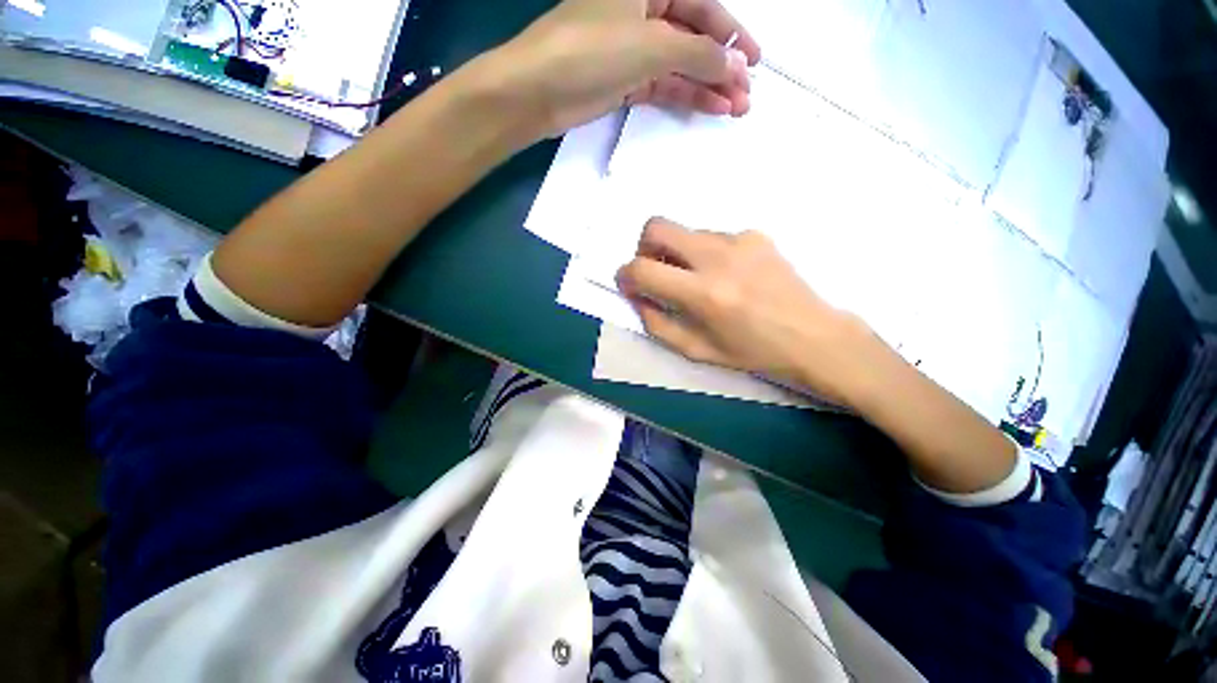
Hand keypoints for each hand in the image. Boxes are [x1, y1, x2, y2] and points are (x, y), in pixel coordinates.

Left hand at [490, 0, 760, 138]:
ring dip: (708, 86)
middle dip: (722, 66)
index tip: (754, 62)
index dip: (731, 35)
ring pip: (680, 65)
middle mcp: (642, 11)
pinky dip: (684, 96)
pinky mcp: (625, 80)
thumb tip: (735, 65)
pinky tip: (708, 109)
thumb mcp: (651, 45)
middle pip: (693, 37)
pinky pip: (662, 85)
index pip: (702, 6)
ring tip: (735, 109)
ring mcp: (632, 49)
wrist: (537, 92)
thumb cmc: (591, 51)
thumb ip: (698, 54)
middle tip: (746, 96)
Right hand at [616, 218, 879, 404]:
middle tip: (654, 270)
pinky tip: (725, 275)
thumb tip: (638, 296)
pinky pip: (713, 236)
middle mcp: (718, 257)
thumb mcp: (695, 350)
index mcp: (703, 294)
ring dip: (678, 253)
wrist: (812, 336)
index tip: (628, 284)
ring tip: (697, 279)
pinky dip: (705, 253)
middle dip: (644, 247)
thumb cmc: (752, 352)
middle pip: (657, 226)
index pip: (642, 269)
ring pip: (686, 232)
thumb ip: (657, 323)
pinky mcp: (755, 234)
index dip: (625, 275)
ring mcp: (739, 240)